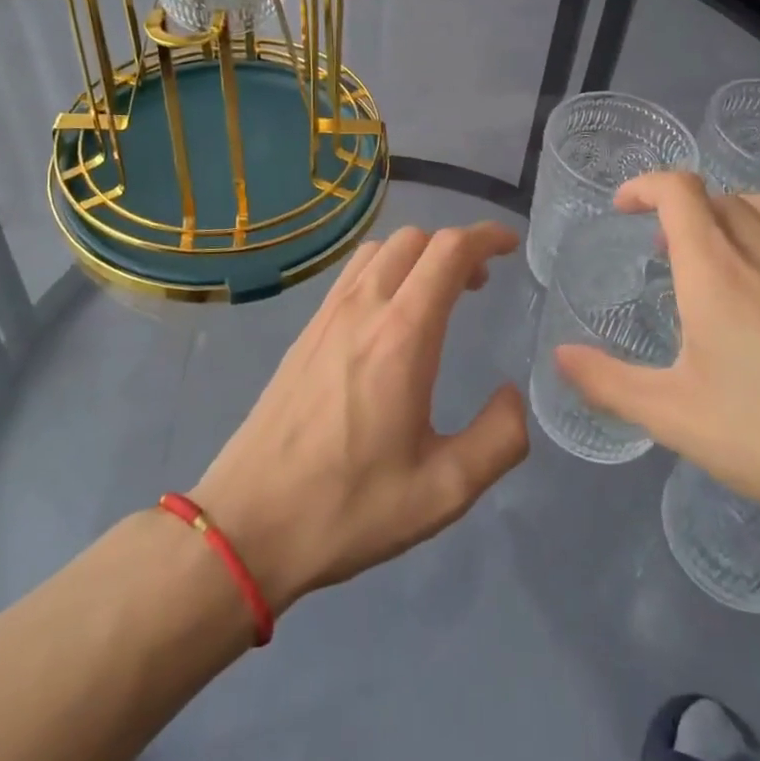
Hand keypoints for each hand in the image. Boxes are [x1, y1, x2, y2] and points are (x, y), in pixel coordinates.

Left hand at [192, 222, 528, 616]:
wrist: (248, 523)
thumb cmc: (349, 506)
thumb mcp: (443, 491)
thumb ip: (498, 439)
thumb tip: (511, 395)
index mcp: (401, 336)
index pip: (448, 252)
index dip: (485, 237)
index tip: (510, 245)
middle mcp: (363, 308)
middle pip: (414, 239)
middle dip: (455, 246)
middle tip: (479, 283)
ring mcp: (327, 316)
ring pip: (379, 249)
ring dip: (418, 254)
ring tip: (437, 293)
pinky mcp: (306, 332)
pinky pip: (352, 273)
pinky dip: (385, 269)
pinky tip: (390, 313)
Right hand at [553, 174, 759, 556]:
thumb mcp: (673, 416)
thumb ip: (608, 383)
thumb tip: (559, 356)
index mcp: (715, 272)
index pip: (678, 192)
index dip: (645, 185)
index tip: (623, 207)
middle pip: (720, 198)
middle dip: (683, 210)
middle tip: (665, 250)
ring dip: (735, 209)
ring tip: (721, 240)